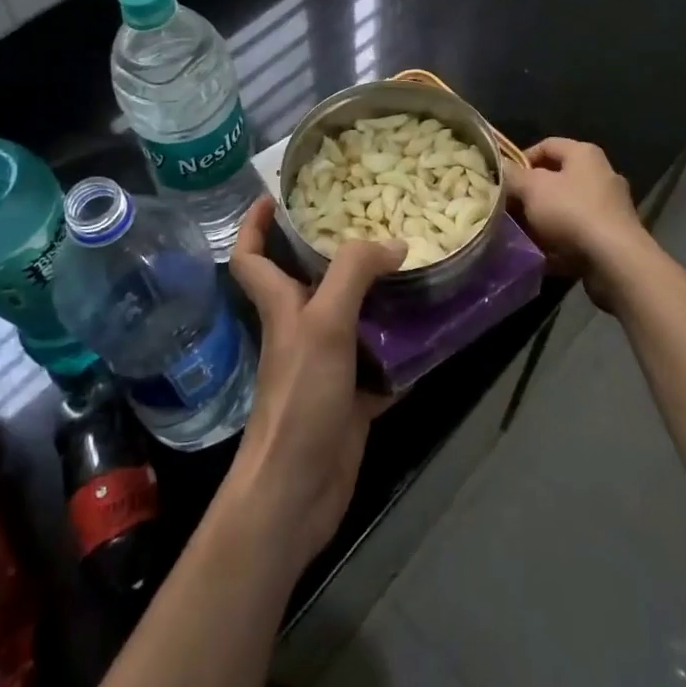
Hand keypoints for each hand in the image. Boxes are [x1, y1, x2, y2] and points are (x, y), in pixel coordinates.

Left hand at [225, 196, 403, 571]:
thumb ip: (355, 274)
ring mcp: (327, 365)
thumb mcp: (324, 323)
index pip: (251, 256)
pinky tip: (434, 332)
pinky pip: (382, 363)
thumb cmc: (300, 397)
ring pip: (354, 318)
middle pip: (313, 280)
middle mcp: (301, 328)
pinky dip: (404, 350)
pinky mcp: (351, 398)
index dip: (255, 224)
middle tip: (379, 223)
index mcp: (281, 305)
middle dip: (339, 251)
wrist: (297, 490)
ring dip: (381, 297)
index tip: (276, 196)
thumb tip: (395, 244)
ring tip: (417, 268)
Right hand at [503, 138, 646, 305]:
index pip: (546, 145)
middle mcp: (602, 174)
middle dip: (531, 193)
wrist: (614, 260)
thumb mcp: (531, 188)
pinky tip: (544, 252)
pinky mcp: (614, 235)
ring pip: (566, 207)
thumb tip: (501, 168)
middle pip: (557, 178)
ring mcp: (611, 206)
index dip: (521, 160)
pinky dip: (561, 240)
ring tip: (523, 233)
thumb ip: (512, 176)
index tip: (504, 180)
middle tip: (509, 208)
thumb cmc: (571, 212)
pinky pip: (579, 232)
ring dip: (544, 219)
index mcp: (584, 154)